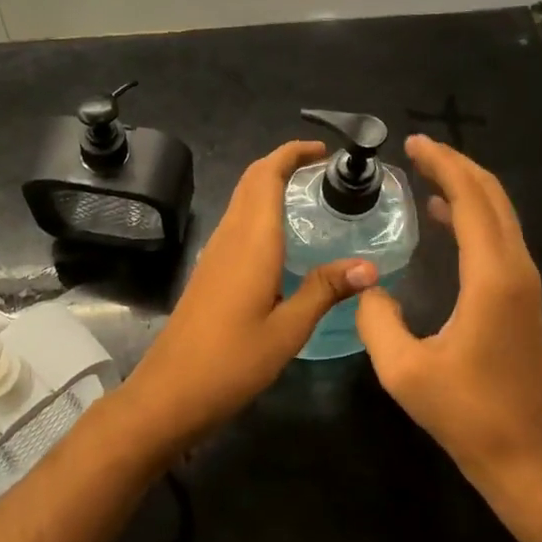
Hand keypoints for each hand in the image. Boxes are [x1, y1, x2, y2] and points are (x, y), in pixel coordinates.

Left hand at [120, 140, 377, 455]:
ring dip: (270, 184)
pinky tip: (282, 238)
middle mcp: (230, 236)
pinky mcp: (210, 269)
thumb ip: (325, 290)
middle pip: (252, 180)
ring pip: (242, 199)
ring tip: (309, 195)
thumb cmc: (232, 361)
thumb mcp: (289, 329)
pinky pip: (237, 222)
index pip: (267, 175)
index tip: (323, 150)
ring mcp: (215, 251)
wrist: (171, 392)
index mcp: (252, 240)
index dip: (292, 153)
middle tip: (322, 169)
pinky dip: (261, 210)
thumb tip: (370, 266)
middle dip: (283, 162)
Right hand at [355, 135, 541, 488]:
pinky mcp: (520, 294)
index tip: (412, 143)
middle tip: (416, 148)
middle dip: (455, 164)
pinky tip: (441, 214)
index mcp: (491, 277)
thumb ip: (375, 318)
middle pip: (491, 195)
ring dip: (464, 184)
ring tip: (424, 170)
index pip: (470, 199)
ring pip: (498, 212)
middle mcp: (515, 268)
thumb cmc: (464, 412)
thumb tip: (366, 283)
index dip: (442, 165)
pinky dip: (471, 211)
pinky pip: (498, 233)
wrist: (521, 453)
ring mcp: (523, 281)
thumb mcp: (403, 370)